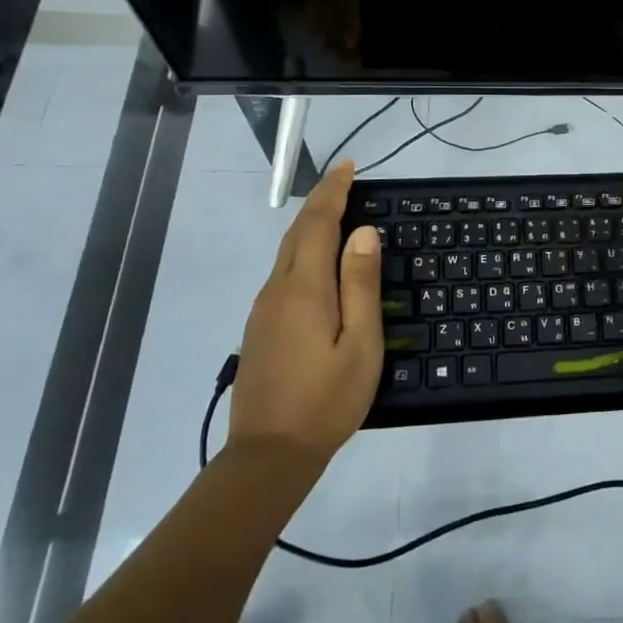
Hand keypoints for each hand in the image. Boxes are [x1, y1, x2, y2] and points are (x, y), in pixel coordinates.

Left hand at [229, 161, 382, 462]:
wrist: (267, 456)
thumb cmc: (326, 400)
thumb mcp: (360, 344)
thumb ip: (360, 285)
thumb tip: (362, 233)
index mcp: (304, 288)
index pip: (317, 223)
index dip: (333, 191)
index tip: (349, 166)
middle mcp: (277, 290)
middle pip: (297, 232)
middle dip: (320, 201)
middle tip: (346, 181)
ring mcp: (263, 309)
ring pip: (287, 252)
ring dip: (311, 225)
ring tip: (338, 214)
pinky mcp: (259, 328)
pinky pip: (283, 273)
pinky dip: (302, 251)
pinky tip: (318, 263)